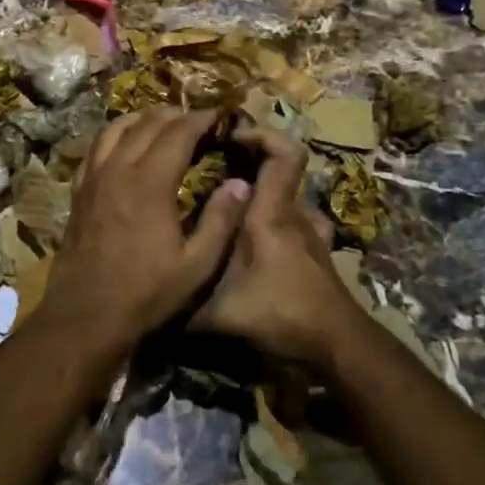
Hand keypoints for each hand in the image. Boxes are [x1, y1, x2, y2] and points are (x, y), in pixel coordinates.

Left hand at [40, 108, 250, 344]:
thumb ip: (221, 220)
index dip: (201, 119)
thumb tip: (242, 183)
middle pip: (147, 123)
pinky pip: (95, 148)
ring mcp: (93, 178)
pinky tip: (124, 144)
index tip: (220, 116)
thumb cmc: (146, 293)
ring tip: (164, 122)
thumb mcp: (196, 265)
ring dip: (143, 119)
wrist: (85, 315)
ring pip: (116, 128)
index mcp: (149, 182)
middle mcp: (118, 169)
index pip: (178, 132)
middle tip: (198, 121)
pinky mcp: (79, 191)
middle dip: (176, 115)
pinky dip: (115, 135)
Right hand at [190, 126, 362, 367]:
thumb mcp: (219, 314)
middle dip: (250, 167)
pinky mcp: (320, 259)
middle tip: (215, 177)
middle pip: (282, 173)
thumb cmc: (281, 316)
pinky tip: (260, 247)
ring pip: (290, 202)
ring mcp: (314, 237)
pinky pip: (300, 228)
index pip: (283, 154)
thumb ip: (183, 305)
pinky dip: (281, 228)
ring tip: (233, 214)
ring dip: (266, 200)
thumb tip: (146, 299)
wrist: (339, 350)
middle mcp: (296, 217)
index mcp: (271, 215)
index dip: (261, 135)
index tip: (229, 137)